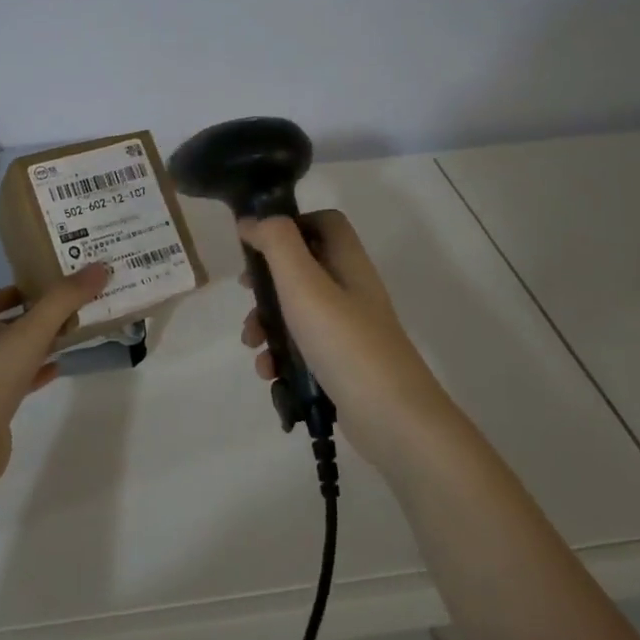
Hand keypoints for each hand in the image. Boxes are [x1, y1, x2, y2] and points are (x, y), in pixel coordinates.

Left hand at [0, 264, 111, 442]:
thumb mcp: (32, 330)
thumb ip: (64, 299)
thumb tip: (100, 268)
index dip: (23, 287)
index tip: (54, 284)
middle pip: (9, 322)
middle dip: (38, 314)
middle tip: (73, 305)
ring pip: (15, 351)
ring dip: (40, 342)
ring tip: (73, 333)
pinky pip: (20, 379)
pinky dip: (38, 371)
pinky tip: (60, 368)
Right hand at [238, 210, 448, 463]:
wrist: (393, 419)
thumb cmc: (345, 341)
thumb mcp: (304, 283)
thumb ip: (277, 243)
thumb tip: (252, 220)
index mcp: (348, 263)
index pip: (324, 222)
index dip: (291, 224)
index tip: (257, 242)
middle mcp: (351, 290)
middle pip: (303, 267)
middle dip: (267, 281)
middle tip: (246, 293)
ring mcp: (348, 330)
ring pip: (297, 311)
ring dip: (267, 324)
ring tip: (253, 345)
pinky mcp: (341, 365)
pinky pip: (302, 349)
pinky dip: (281, 357)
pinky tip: (270, 374)